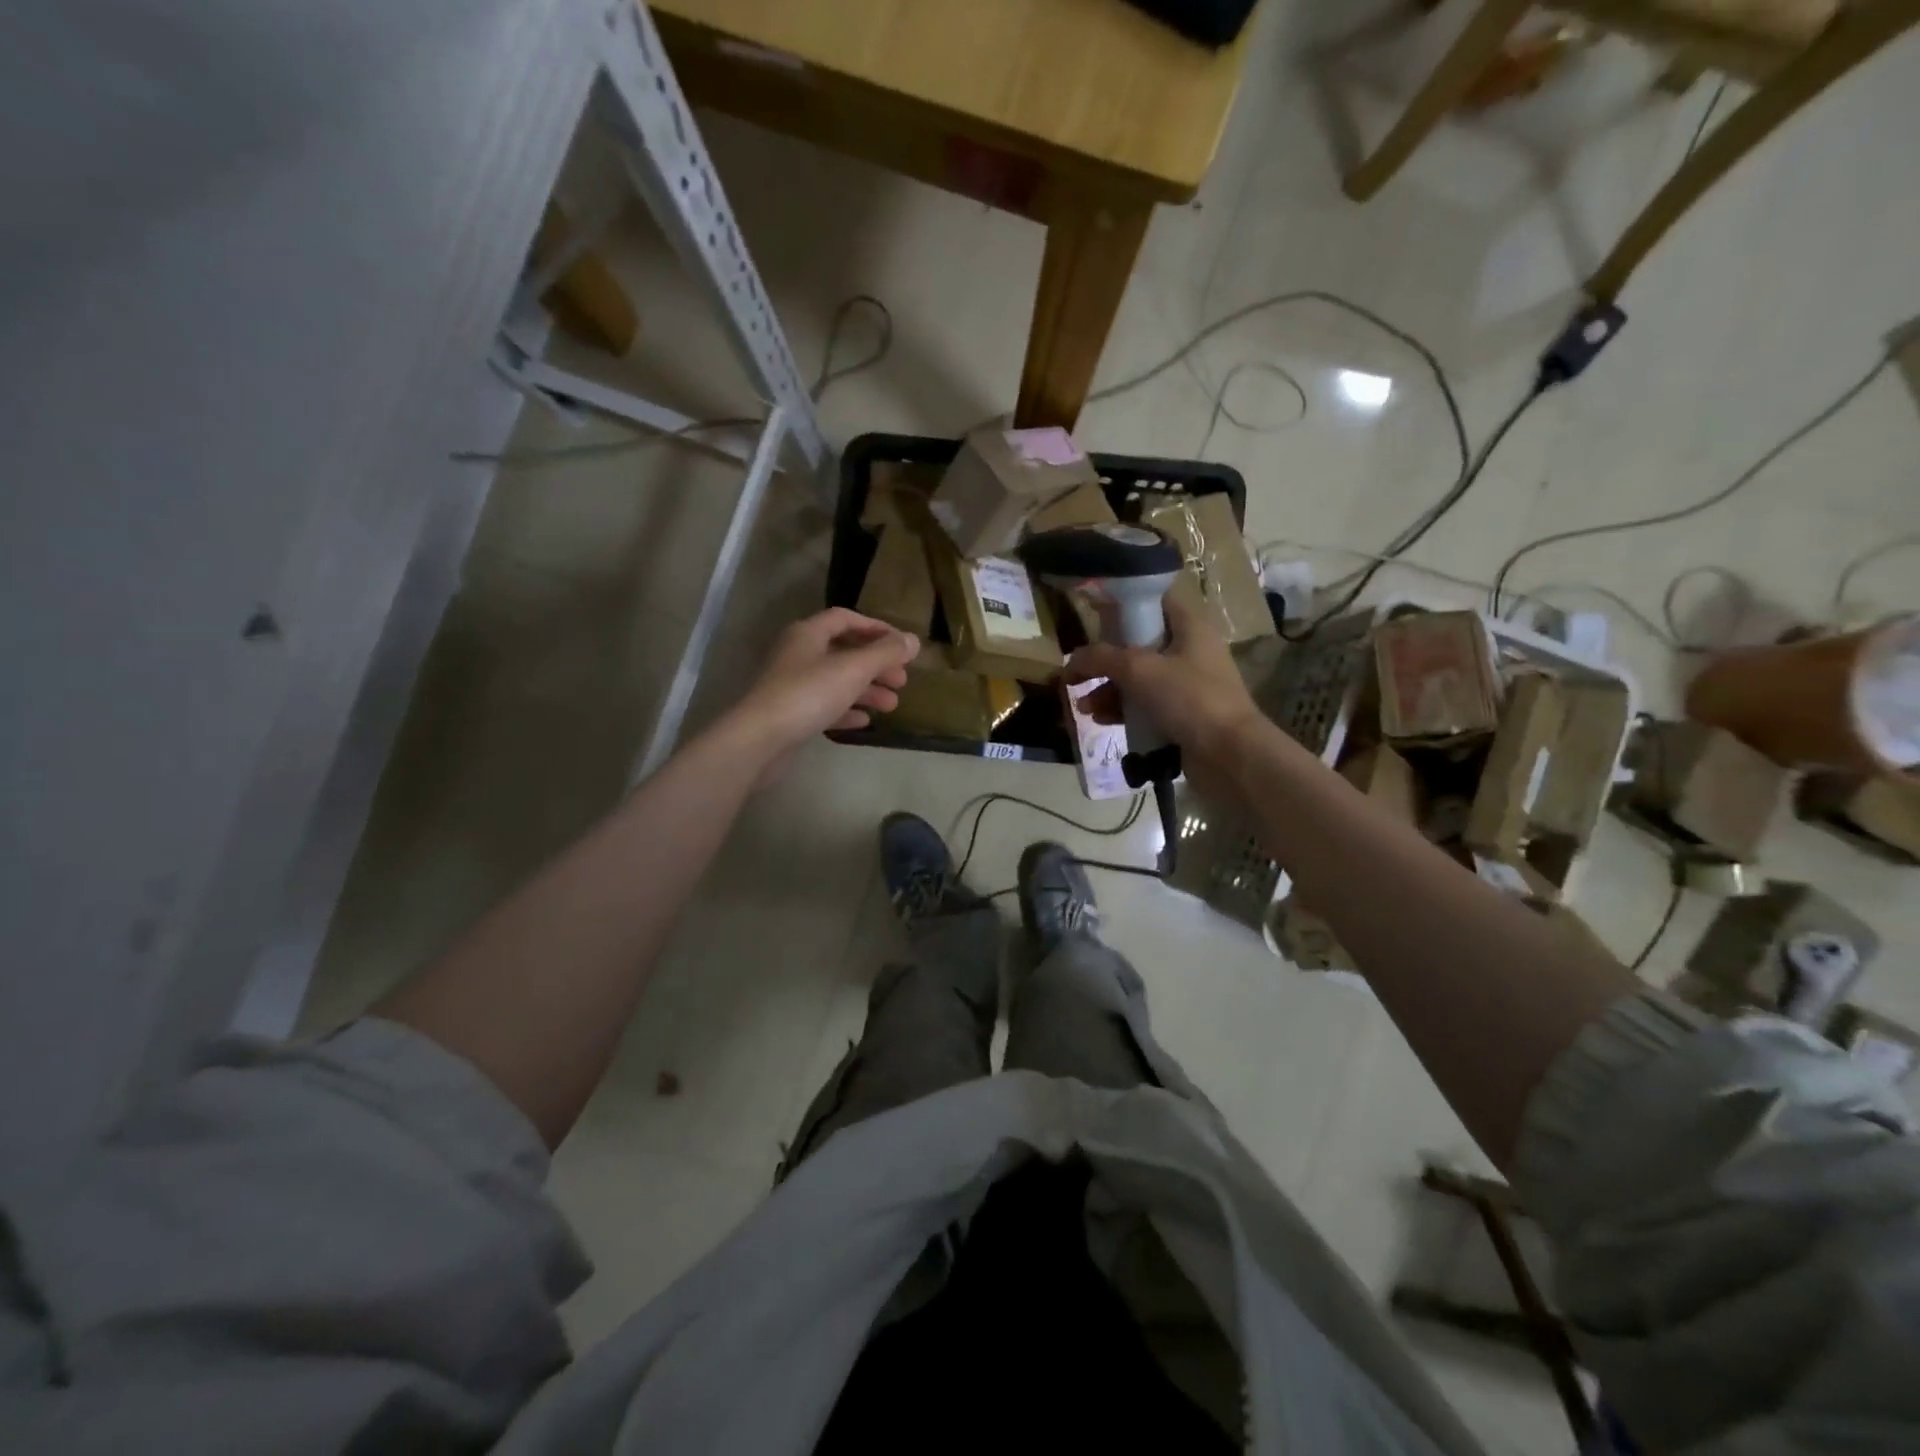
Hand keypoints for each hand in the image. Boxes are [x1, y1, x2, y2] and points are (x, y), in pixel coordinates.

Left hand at [725, 608, 918, 778]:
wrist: (760, 740)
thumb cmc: (808, 694)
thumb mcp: (853, 669)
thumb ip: (885, 653)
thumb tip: (914, 640)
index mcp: (808, 634)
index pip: (845, 619)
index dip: (875, 628)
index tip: (901, 644)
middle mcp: (798, 654)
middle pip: (844, 652)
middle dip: (876, 665)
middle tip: (902, 681)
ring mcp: (792, 685)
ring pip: (836, 681)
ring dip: (866, 690)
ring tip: (892, 706)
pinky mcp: (790, 714)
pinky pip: (824, 706)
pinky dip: (846, 710)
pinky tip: (864, 721)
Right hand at [1065, 596, 1263, 797]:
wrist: (1229, 754)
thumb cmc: (1188, 698)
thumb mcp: (1139, 670)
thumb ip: (1101, 658)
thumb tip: (1071, 660)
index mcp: (1189, 627)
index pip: (1153, 601)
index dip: (1122, 605)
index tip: (1091, 615)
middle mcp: (1190, 650)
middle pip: (1139, 644)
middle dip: (1105, 659)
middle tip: (1077, 671)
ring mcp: (1187, 685)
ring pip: (1138, 678)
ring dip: (1108, 689)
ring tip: (1082, 705)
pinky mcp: (1182, 715)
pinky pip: (1145, 705)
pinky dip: (1122, 709)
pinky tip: (1100, 719)